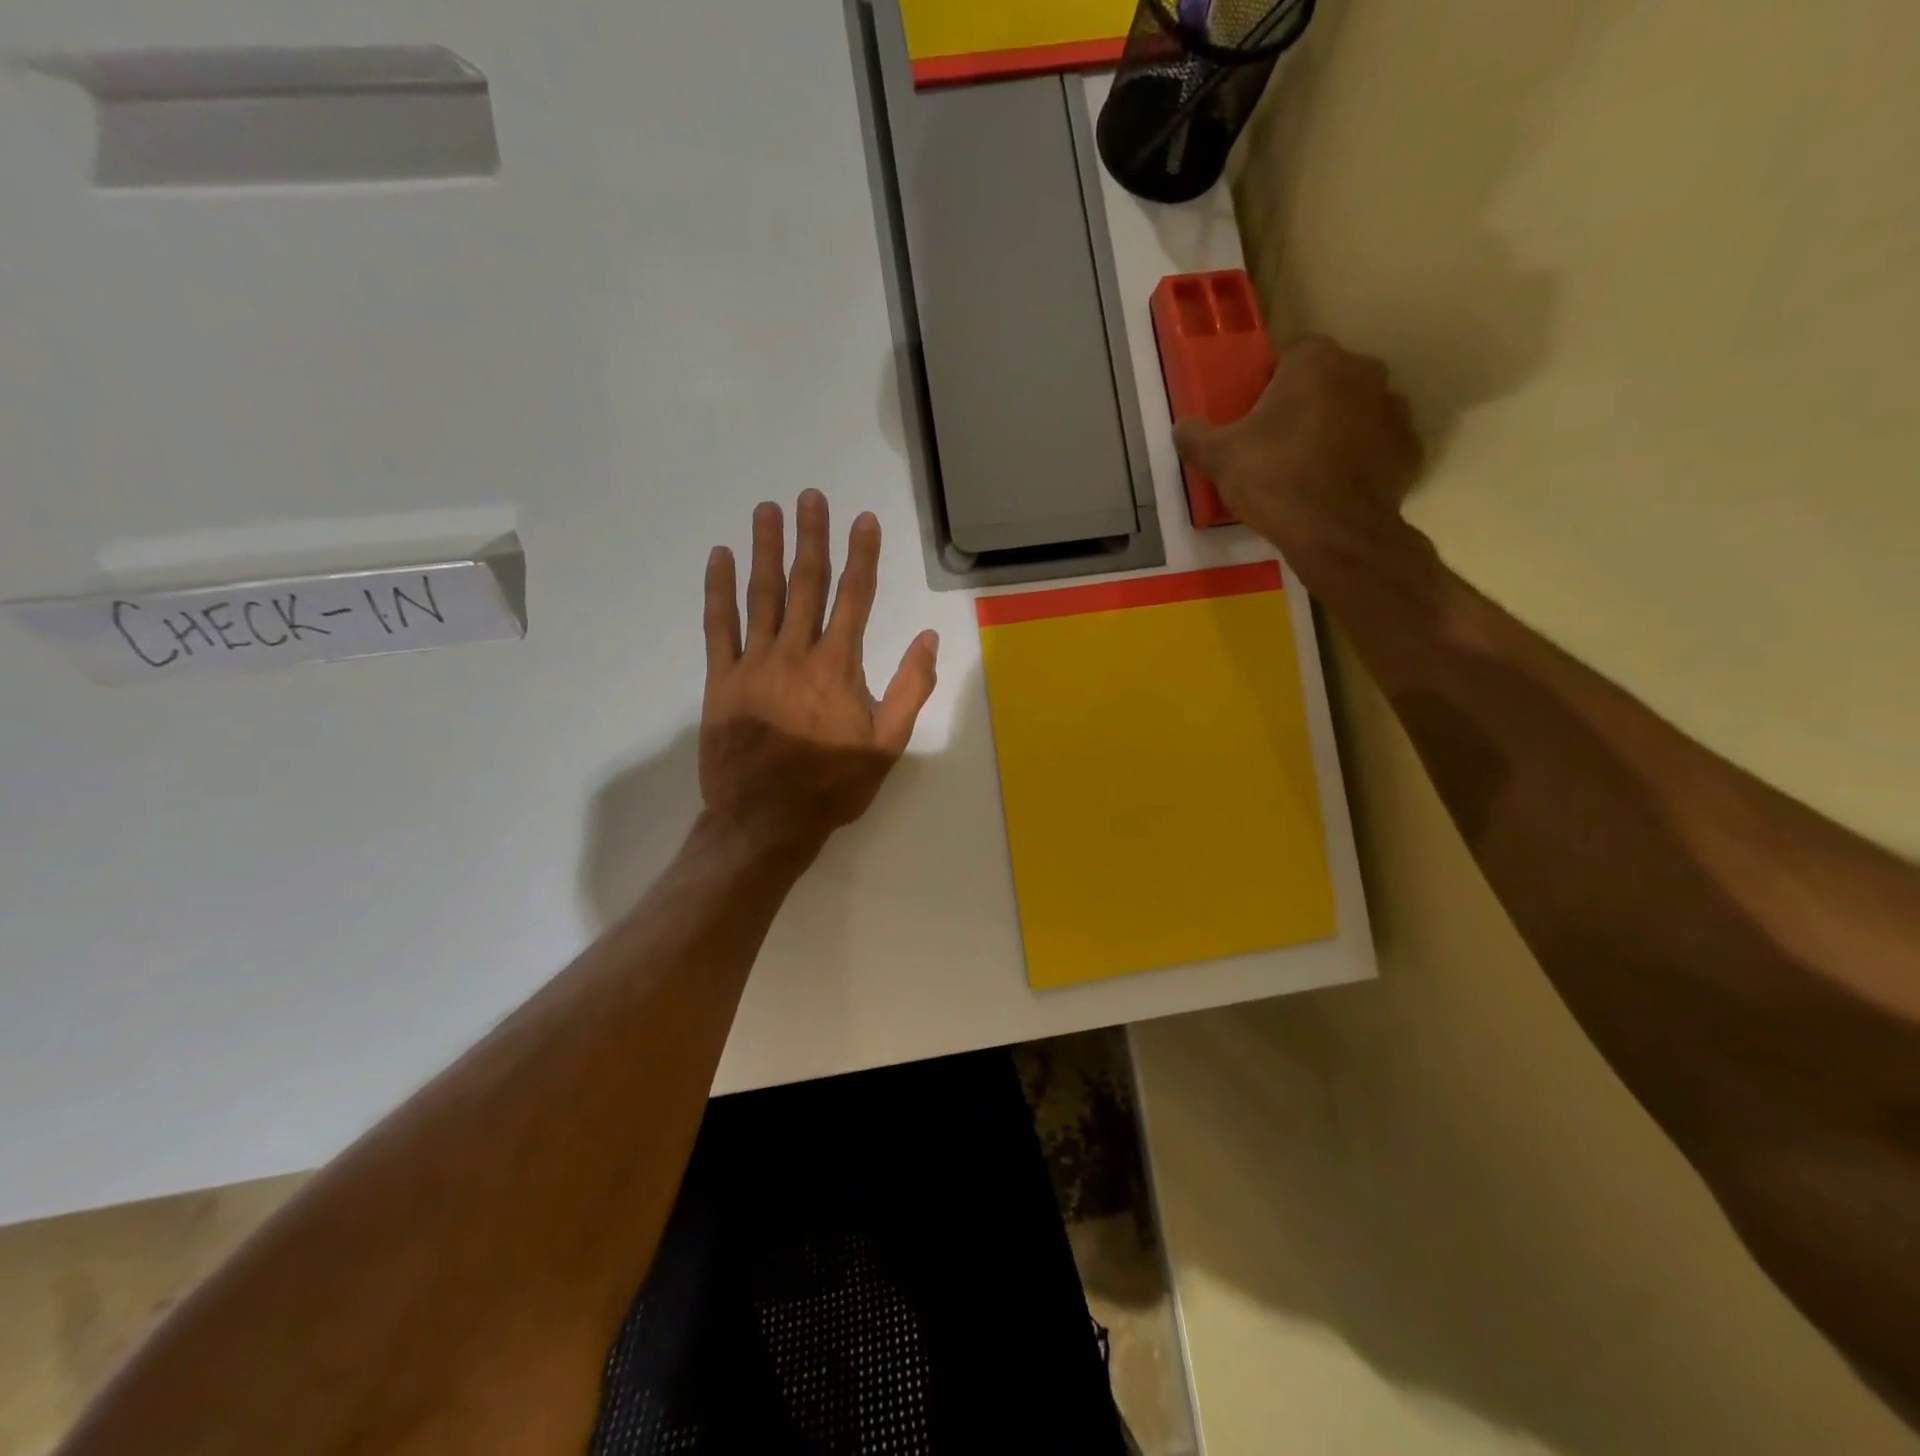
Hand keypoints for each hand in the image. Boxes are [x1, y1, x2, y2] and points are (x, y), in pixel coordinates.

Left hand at [699, 490, 938, 852]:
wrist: (766, 821)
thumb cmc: (832, 785)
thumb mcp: (886, 744)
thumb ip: (909, 689)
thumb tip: (928, 640)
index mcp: (838, 667)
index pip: (854, 598)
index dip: (861, 556)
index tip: (863, 518)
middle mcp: (796, 653)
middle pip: (806, 584)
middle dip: (811, 537)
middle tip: (810, 496)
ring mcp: (754, 663)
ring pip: (762, 595)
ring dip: (765, 550)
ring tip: (767, 511)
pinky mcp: (721, 680)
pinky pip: (718, 626)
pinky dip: (718, 590)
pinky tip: (719, 558)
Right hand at [1173, 334, 1424, 554]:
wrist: (1334, 532)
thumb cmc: (1273, 479)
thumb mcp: (1219, 458)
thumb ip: (1196, 436)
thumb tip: (1182, 427)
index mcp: (1316, 362)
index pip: (1290, 355)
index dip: (1269, 384)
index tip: (1254, 416)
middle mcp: (1363, 372)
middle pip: (1327, 379)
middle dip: (1305, 403)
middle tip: (1277, 443)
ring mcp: (1393, 409)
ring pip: (1356, 410)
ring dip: (1336, 428)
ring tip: (1307, 468)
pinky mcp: (1409, 448)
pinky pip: (1377, 445)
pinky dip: (1360, 459)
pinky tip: (1336, 487)